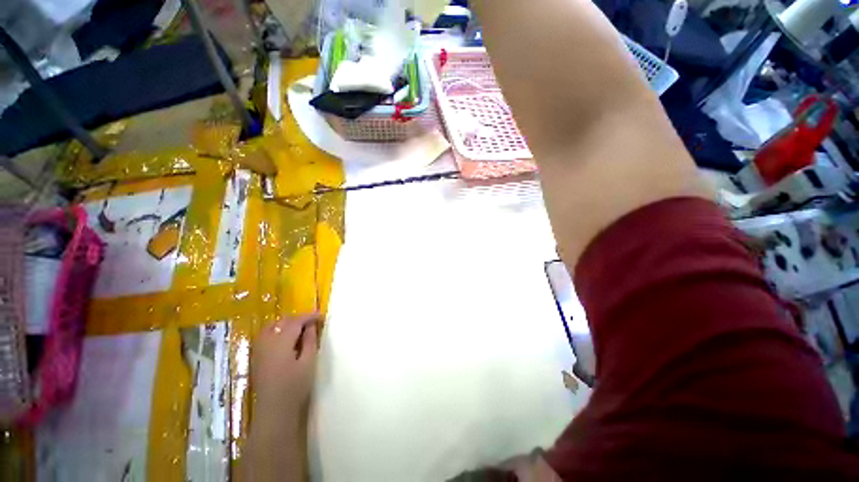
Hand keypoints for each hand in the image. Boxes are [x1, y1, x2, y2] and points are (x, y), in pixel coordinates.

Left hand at [252, 314, 319, 414]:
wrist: (274, 411)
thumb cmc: (295, 387)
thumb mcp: (308, 362)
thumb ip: (310, 340)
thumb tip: (311, 325)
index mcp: (281, 343)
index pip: (295, 322)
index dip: (309, 316)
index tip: (321, 316)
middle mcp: (267, 343)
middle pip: (281, 322)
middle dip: (297, 319)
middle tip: (312, 322)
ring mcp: (259, 350)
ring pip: (271, 327)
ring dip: (286, 324)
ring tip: (300, 329)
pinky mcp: (256, 358)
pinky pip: (266, 336)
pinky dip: (277, 331)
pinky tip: (286, 339)